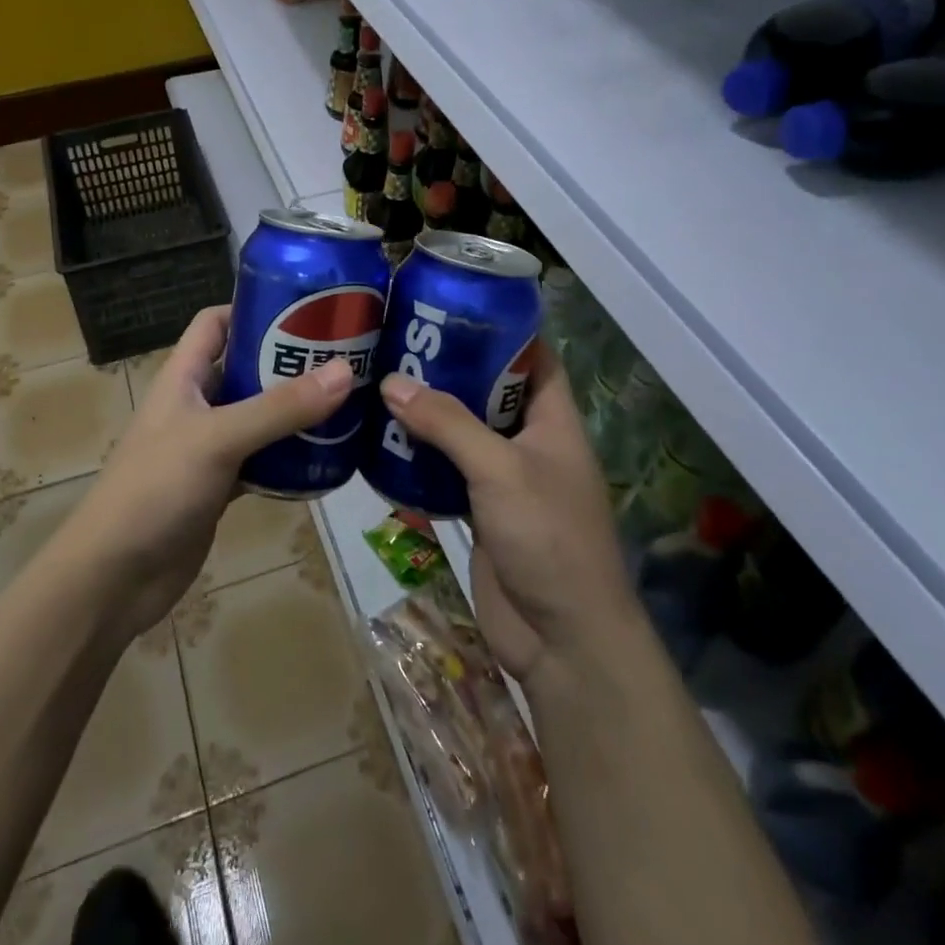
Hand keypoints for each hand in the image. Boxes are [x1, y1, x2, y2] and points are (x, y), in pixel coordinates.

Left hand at [67, 305, 354, 638]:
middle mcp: (196, 405)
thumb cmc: (156, 489)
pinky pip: (262, 461)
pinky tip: (327, 458)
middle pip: (246, 368)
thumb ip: (280, 408)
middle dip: (290, 362)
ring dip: (296, 412)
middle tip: (346, 358)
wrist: (114, 578)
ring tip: (349, 403)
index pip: (215, 323)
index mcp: (183, 377)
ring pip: (259, 417)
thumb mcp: (219, 438)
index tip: (306, 309)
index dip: (253, 309)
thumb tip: (346, 370)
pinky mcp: (220, 486)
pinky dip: (289, 458)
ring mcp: (208, 448)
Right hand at [380, 342, 636, 687]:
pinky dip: (420, 454)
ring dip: (429, 411)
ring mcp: (505, 477)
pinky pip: (448, 469)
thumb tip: (391, 381)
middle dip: (449, 366)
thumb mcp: (499, 470)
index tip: (452, 304)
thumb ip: (447, 424)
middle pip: (490, 390)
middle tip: (399, 338)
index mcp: (553, 419)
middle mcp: (530, 441)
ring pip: (464, 430)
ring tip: (381, 378)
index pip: (533, 356)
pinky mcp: (480, 509)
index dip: (500, 327)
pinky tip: (382, 437)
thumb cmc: (548, 538)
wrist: (562, 639)